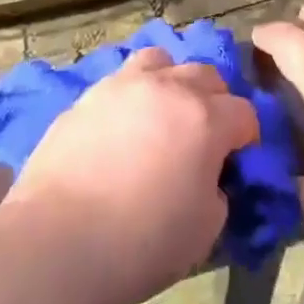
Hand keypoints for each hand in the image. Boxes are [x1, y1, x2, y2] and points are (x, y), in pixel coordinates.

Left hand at [4, 46, 259, 303]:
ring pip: (161, 61)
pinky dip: (131, 96)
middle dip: (214, 101)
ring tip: (162, 113)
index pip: (244, 113)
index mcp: (206, 118)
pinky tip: (122, 126)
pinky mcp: (86, 96)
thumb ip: (217, 191)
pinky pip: (120, 80)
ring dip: (171, 81)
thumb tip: (208, 177)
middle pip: (206, 75)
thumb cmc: (141, 243)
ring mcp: (123, 86)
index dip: (246, 136)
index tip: (238, 160)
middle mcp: (168, 88)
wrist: (56, 243)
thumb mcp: (205, 230)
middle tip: (203, 136)